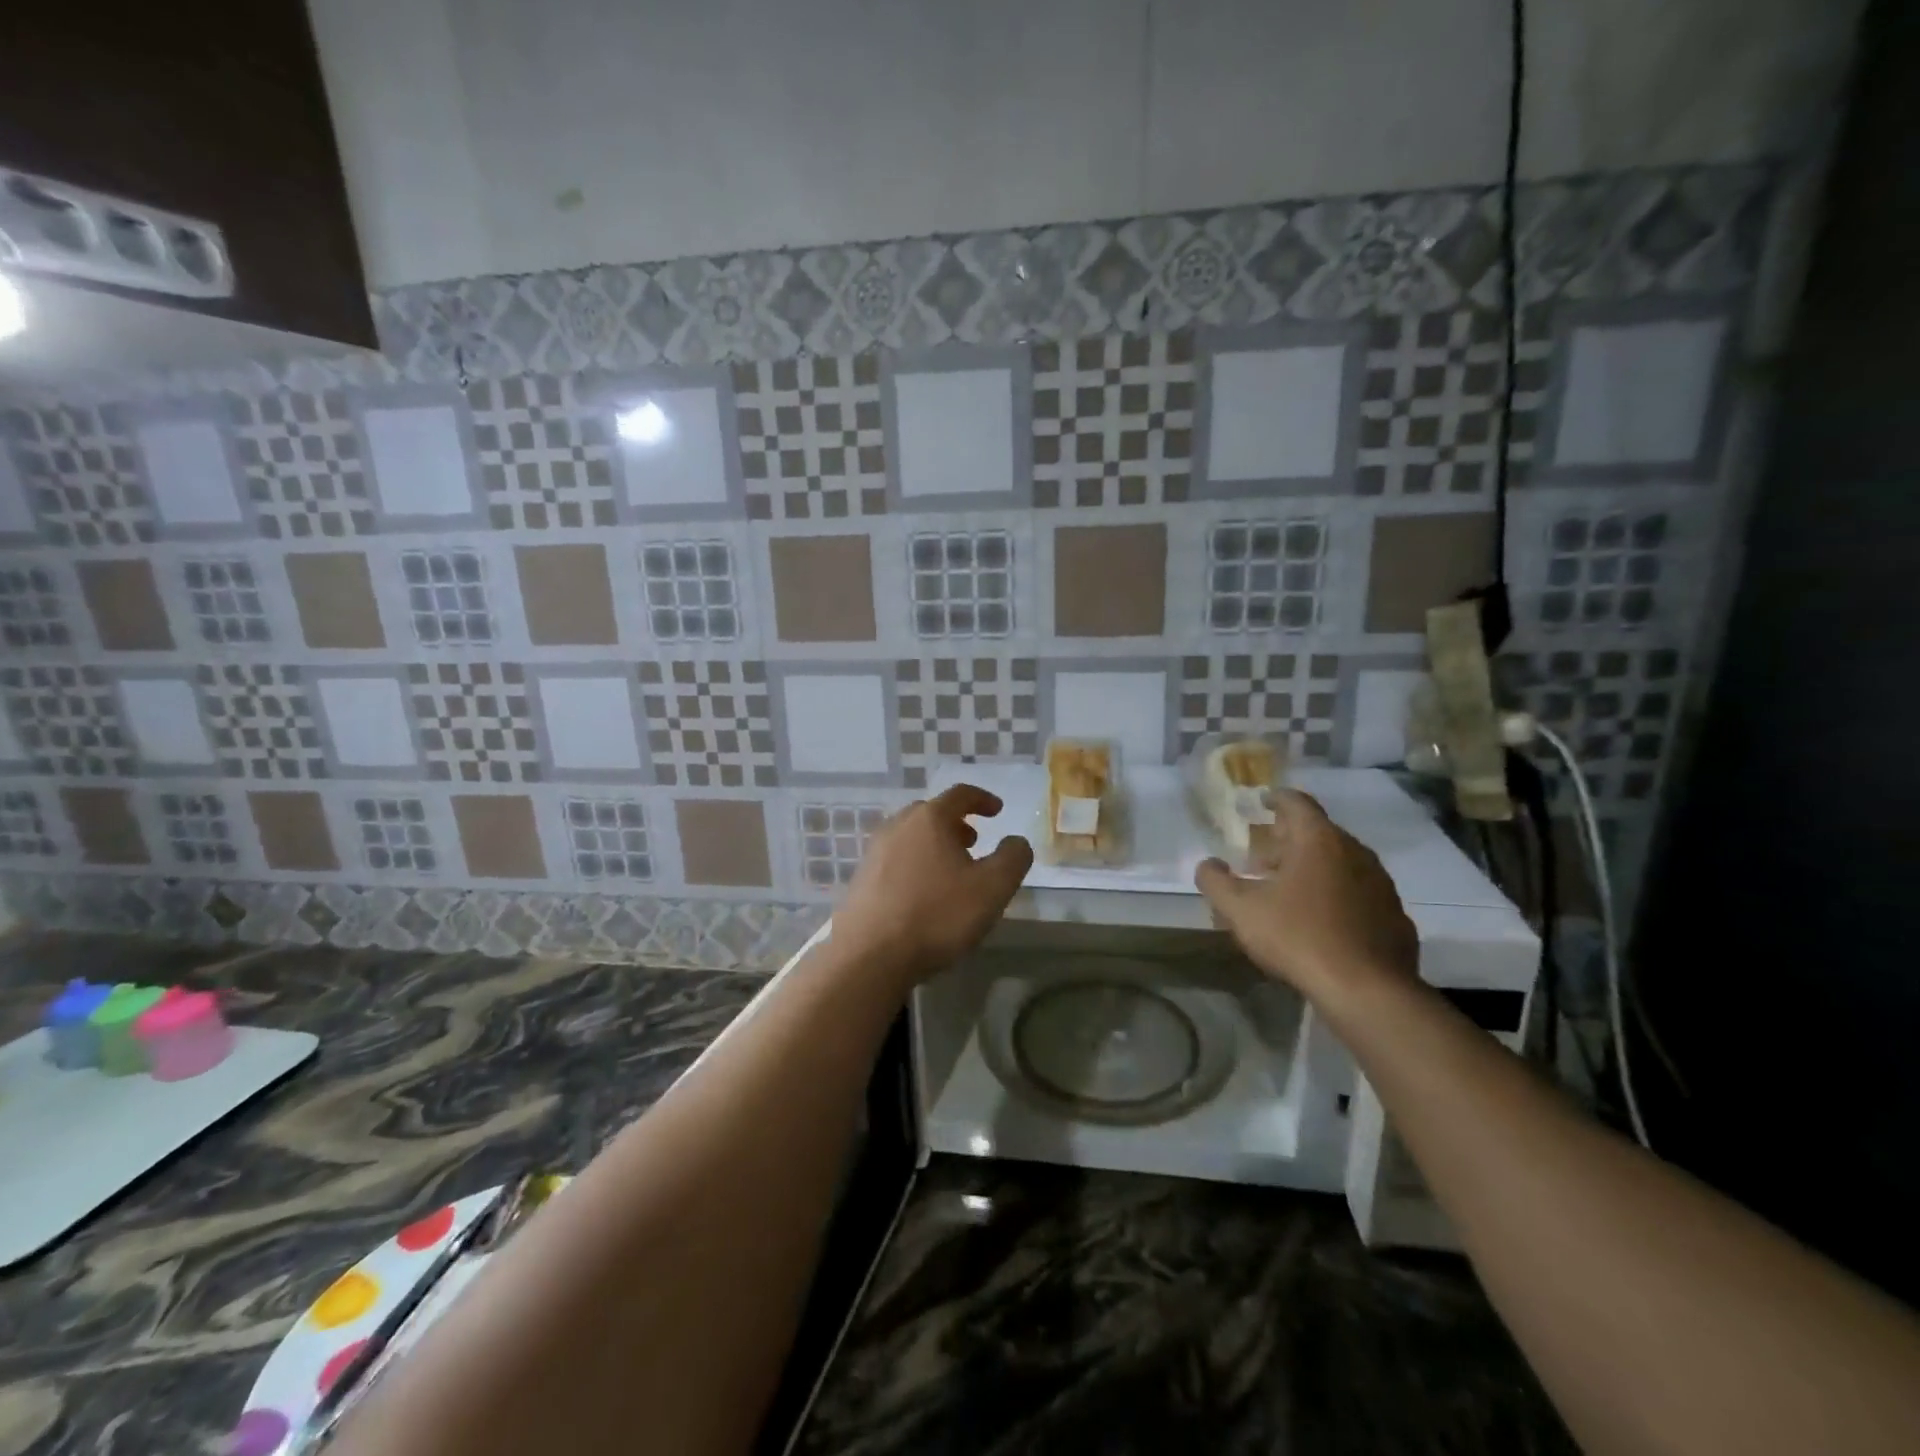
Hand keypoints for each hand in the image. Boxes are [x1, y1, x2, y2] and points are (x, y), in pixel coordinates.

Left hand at [834, 785, 1033, 986]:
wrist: (870, 955)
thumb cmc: (937, 915)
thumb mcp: (992, 888)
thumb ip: (1013, 858)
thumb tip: (1016, 841)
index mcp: (930, 818)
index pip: (960, 794)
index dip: (983, 799)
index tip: (998, 810)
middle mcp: (898, 826)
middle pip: (931, 813)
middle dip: (956, 823)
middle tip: (974, 842)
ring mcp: (874, 852)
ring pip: (911, 836)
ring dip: (934, 844)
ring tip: (951, 870)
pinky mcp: (861, 879)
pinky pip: (895, 859)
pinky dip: (915, 863)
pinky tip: (924, 893)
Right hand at [1195, 788, 1417, 999]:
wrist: (1367, 991)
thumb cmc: (1297, 937)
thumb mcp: (1239, 909)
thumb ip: (1215, 881)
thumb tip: (1207, 865)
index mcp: (1318, 840)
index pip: (1297, 802)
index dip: (1276, 799)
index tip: (1262, 802)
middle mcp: (1355, 852)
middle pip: (1319, 833)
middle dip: (1289, 840)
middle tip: (1263, 859)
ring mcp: (1380, 884)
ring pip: (1342, 863)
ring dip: (1314, 869)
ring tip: (1289, 891)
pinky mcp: (1394, 916)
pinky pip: (1360, 894)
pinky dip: (1338, 896)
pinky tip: (1322, 921)